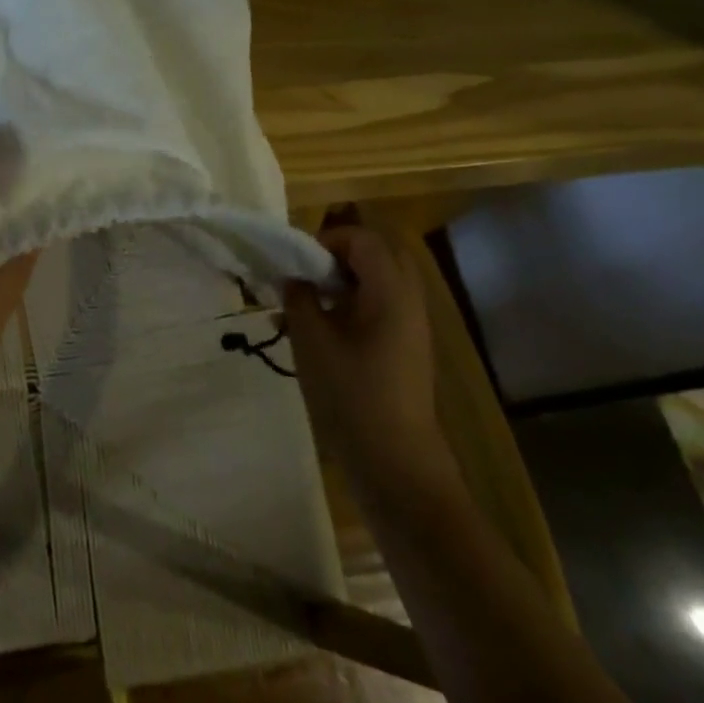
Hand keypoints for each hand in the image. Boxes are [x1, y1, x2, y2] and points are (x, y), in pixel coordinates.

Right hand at [284, 222, 455, 496]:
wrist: (395, 463)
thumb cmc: (351, 394)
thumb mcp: (311, 340)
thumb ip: (299, 298)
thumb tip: (292, 277)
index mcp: (390, 291)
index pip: (363, 239)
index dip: (326, 240)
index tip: (296, 262)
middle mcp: (408, 301)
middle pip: (378, 255)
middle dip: (338, 256)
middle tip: (306, 274)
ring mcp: (411, 327)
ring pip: (378, 283)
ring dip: (342, 282)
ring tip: (306, 304)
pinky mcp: (405, 350)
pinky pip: (379, 308)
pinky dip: (351, 306)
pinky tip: (318, 333)